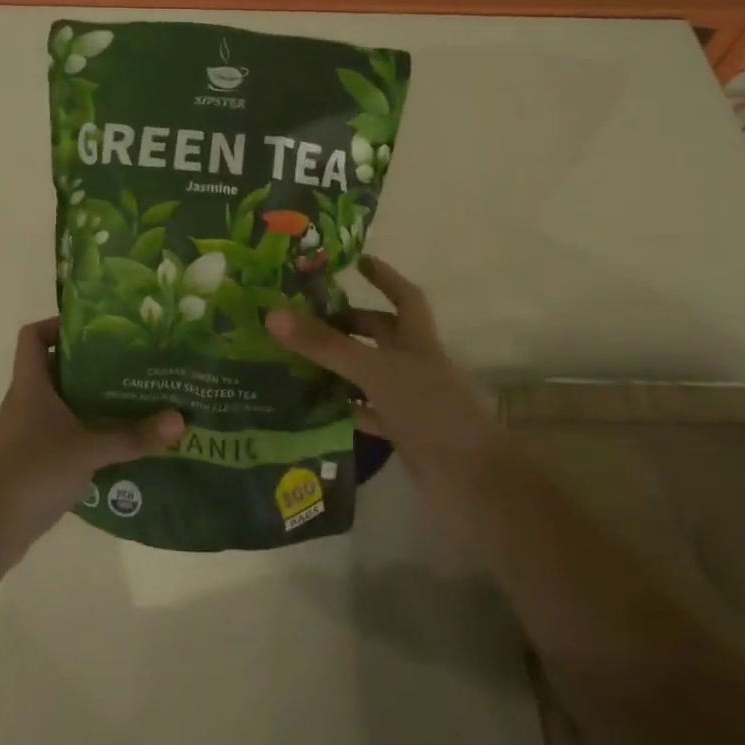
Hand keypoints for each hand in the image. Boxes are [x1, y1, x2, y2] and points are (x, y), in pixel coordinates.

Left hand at [0, 318, 184, 557]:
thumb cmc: (33, 472)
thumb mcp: (88, 450)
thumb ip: (132, 436)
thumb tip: (180, 419)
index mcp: (30, 385)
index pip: (32, 336)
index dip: (57, 324)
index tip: (95, 328)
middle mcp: (25, 401)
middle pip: (55, 368)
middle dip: (91, 364)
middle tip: (129, 363)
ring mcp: (26, 432)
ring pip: (61, 402)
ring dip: (90, 400)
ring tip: (131, 399)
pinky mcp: (31, 460)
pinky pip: (61, 433)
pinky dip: (85, 432)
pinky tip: (115, 442)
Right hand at [267, 256, 505, 533]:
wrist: (471, 483)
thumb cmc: (429, 410)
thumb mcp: (374, 370)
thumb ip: (325, 345)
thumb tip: (273, 313)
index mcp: (418, 340)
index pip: (404, 297)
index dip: (383, 277)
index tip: (356, 261)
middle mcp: (415, 365)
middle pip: (381, 334)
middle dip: (348, 322)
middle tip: (305, 315)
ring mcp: (409, 401)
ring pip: (370, 373)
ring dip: (340, 365)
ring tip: (295, 355)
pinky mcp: (402, 433)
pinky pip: (365, 412)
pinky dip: (342, 407)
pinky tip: (312, 405)